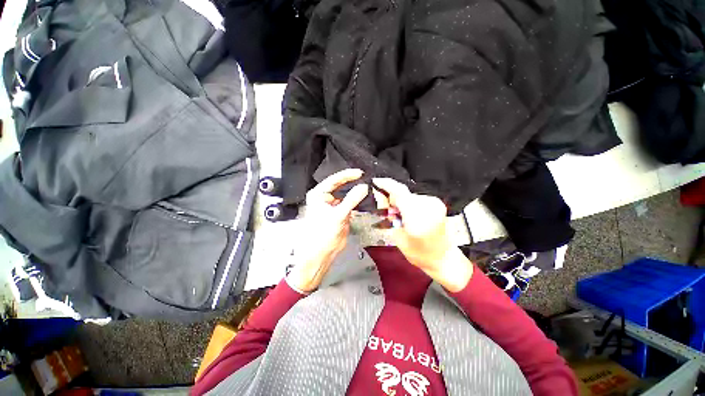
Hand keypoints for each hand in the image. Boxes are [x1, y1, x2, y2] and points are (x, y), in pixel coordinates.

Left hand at [287, 169, 368, 291]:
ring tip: (367, 187)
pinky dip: (356, 202)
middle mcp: (324, 198)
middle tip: (365, 179)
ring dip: (355, 192)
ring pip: (345, 194)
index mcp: (318, 195)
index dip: (347, 175)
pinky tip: (364, 199)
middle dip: (352, 182)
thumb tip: (363, 187)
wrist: (321, 253)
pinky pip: (349, 203)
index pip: (334, 180)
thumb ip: (352, 200)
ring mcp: (332, 205)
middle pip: (340, 185)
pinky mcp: (339, 213)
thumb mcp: (338, 215)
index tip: (359, 173)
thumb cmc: (322, 234)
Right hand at [372, 178, 472, 291]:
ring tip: (399, 215)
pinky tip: (408, 213)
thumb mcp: (397, 236)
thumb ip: (388, 214)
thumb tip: (380, 196)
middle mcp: (428, 206)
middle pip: (402, 193)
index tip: (375, 181)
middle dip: (392, 198)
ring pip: (409, 194)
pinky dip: (409, 202)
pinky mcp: (437, 202)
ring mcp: (435, 203)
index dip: (385, 184)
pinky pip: (416, 197)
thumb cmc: (418, 253)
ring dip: (400, 201)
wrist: (443, 258)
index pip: (399, 192)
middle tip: (388, 211)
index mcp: (417, 217)